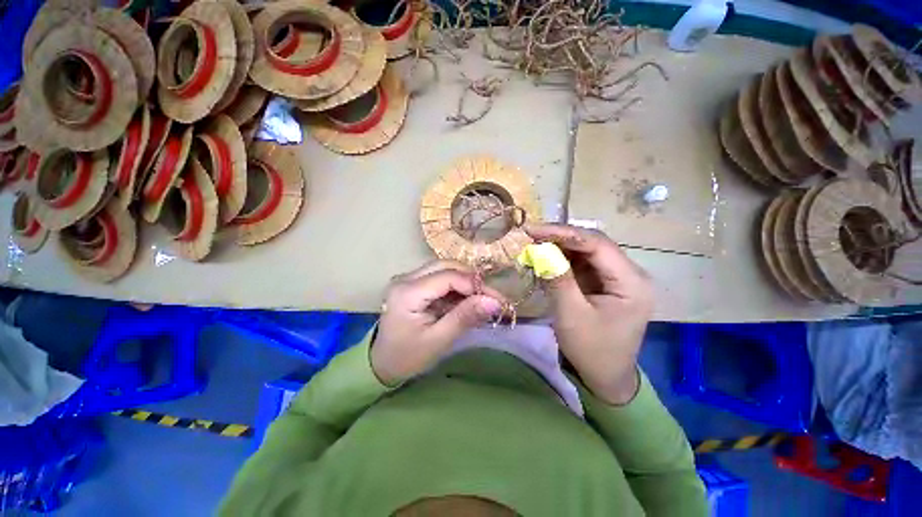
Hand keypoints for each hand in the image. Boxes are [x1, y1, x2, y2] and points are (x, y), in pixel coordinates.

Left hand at [371, 260, 504, 385]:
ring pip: (445, 269)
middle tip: (491, 298)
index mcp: (407, 292)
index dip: (475, 285)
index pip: (448, 276)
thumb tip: (494, 302)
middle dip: (472, 280)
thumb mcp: (438, 340)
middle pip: (446, 266)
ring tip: (482, 300)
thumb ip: (465, 318)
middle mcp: (406, 278)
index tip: (497, 300)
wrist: (382, 362)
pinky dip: (457, 287)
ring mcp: (409, 279)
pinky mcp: (414, 283)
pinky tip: (467, 301)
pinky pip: (441, 277)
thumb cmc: (407, 356)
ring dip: (466, 282)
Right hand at [525, 223, 653, 404]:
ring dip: (559, 247)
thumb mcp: (571, 315)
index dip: (564, 233)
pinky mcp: (604, 282)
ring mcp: (617, 277)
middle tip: (530, 235)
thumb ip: (558, 279)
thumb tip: (540, 250)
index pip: (598, 244)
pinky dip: (562, 259)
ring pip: (586, 251)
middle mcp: (630, 274)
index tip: (534, 230)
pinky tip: (545, 257)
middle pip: (593, 244)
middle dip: (560, 237)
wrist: (605, 376)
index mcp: (632, 282)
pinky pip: (582, 263)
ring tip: (533, 244)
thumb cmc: (592, 350)